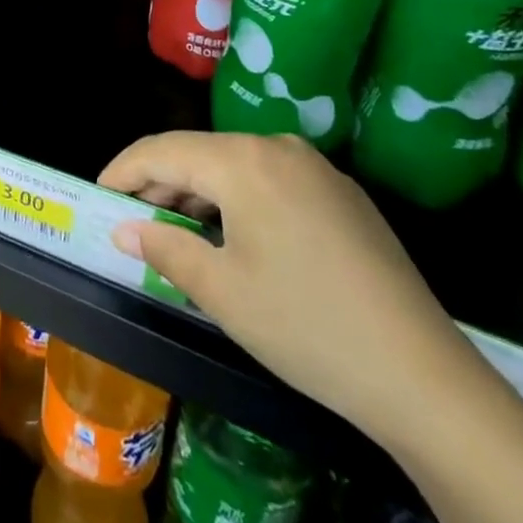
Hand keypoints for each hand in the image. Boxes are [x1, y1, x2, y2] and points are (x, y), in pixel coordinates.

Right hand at [100, 131, 483, 449]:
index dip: (124, 170)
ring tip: (175, 229)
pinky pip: (270, 180)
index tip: (99, 196)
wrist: (423, 375)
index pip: (164, 150)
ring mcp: (316, 168)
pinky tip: (232, 235)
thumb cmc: (305, 327)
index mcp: (244, 161)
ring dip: (198, 191)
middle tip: (132, 219)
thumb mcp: (222, 291)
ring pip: (235, 165)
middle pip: (200, 152)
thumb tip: (126, 228)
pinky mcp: (341, 194)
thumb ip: (165, 246)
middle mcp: (278, 147)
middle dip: (160, 182)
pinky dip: (237, 199)